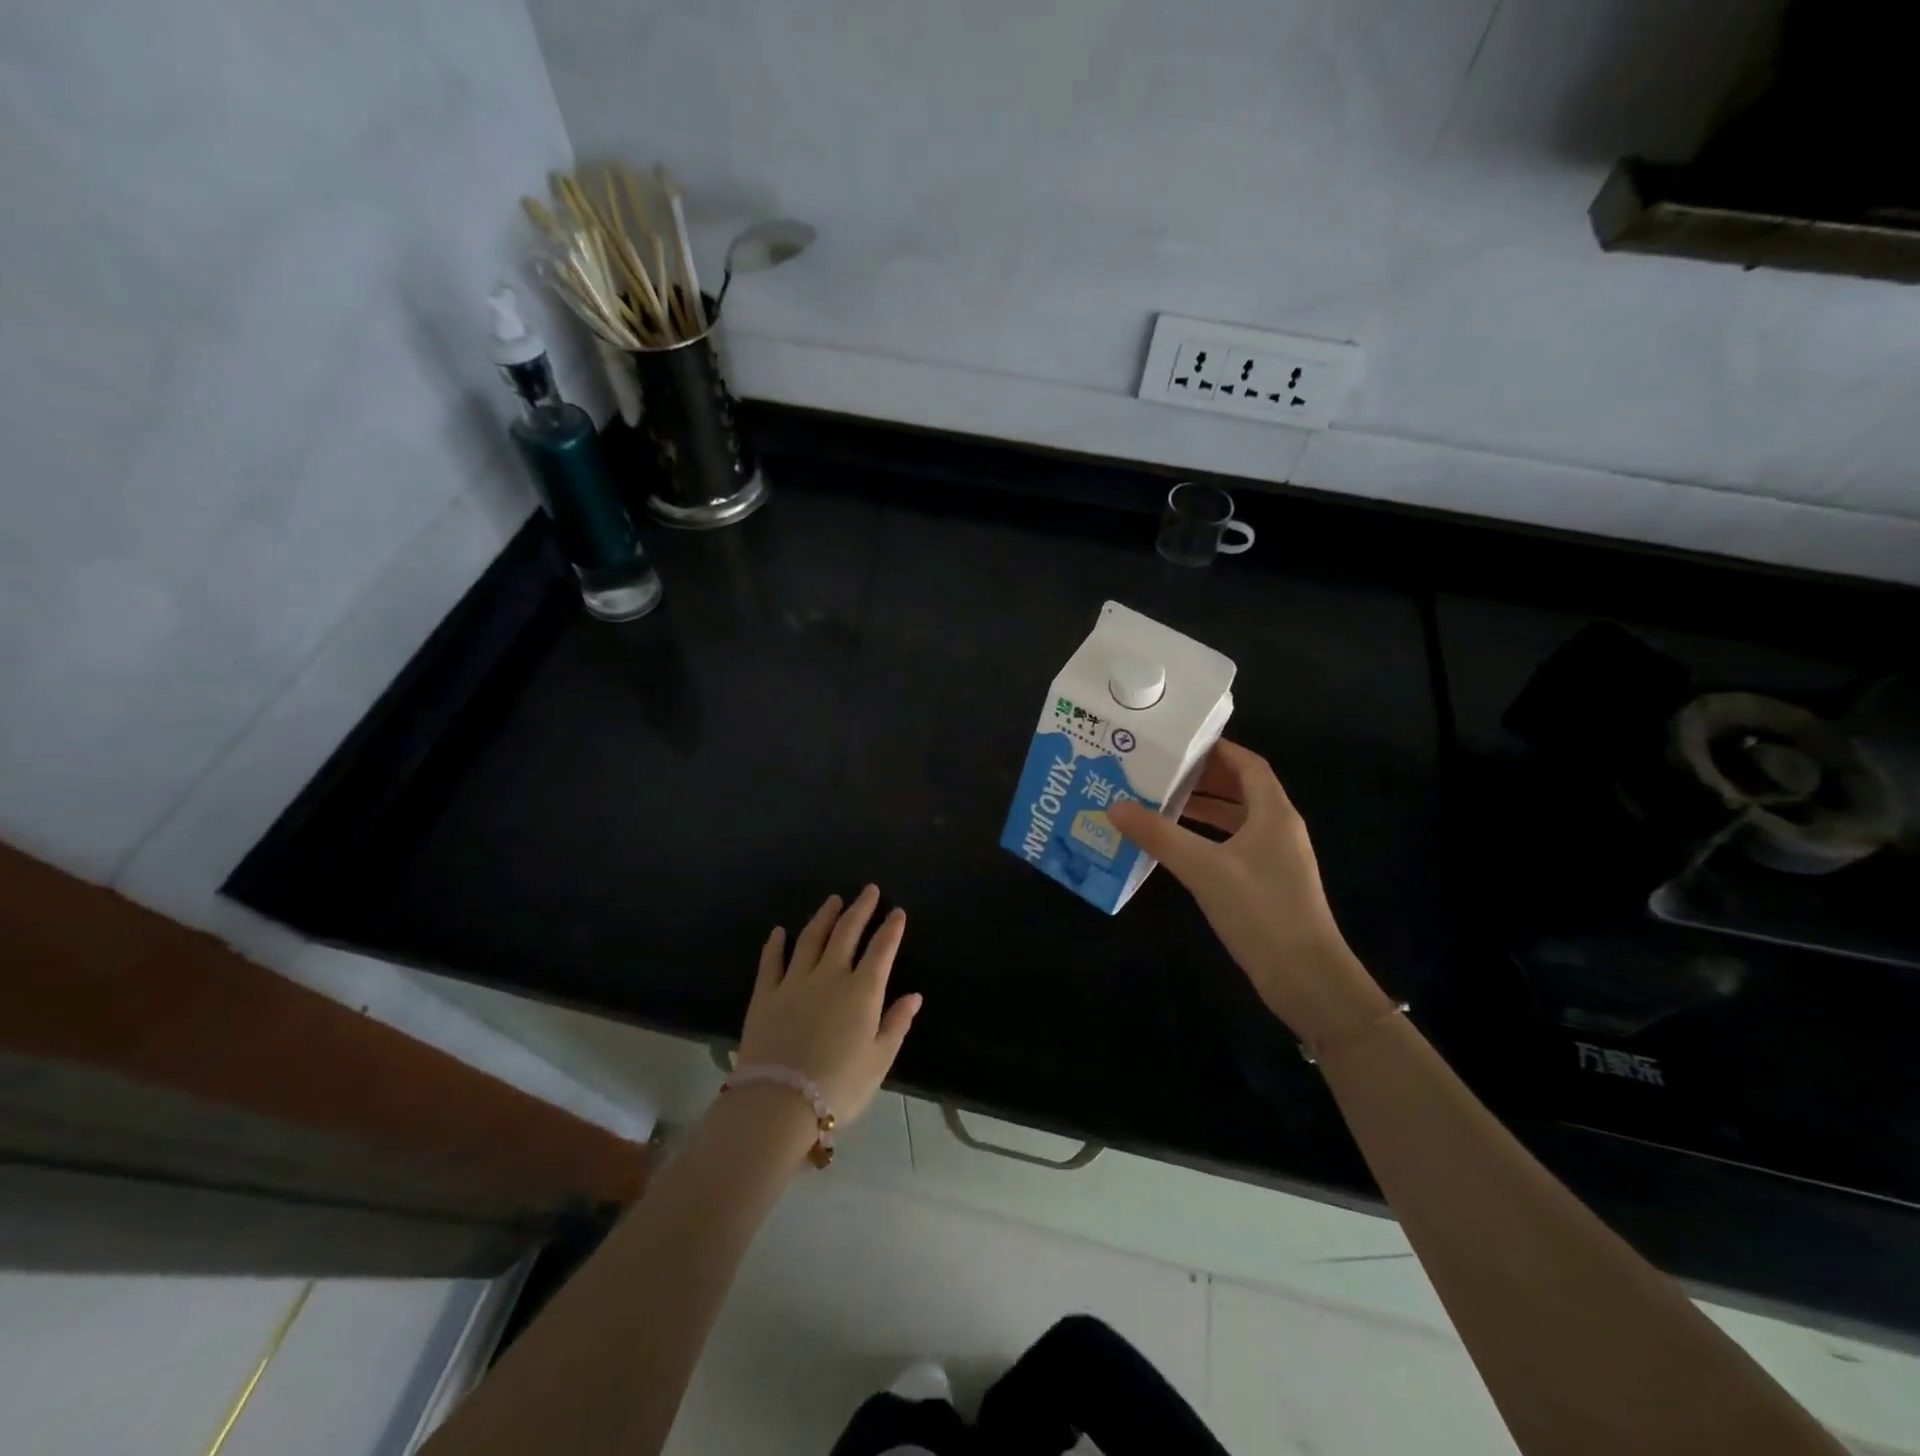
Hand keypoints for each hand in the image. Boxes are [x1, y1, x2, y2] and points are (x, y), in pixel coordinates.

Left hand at [737, 886, 921, 1124]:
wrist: (779, 1102)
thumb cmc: (839, 1085)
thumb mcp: (879, 1060)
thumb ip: (896, 1024)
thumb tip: (914, 996)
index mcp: (862, 991)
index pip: (881, 950)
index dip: (891, 929)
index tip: (897, 912)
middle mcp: (830, 976)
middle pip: (847, 933)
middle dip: (860, 909)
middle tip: (869, 889)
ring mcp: (795, 981)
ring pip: (811, 938)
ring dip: (824, 916)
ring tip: (834, 900)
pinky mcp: (766, 994)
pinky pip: (772, 961)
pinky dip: (776, 944)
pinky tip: (779, 931)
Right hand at [1108, 742, 1385, 1041]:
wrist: (1305, 977)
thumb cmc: (1260, 910)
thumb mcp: (1203, 868)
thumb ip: (1159, 836)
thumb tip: (1115, 807)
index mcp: (1274, 813)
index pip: (1248, 764)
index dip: (1216, 749)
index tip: (1178, 743)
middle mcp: (1278, 828)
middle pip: (1241, 789)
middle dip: (1202, 778)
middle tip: (1159, 771)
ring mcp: (1275, 858)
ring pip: (1236, 819)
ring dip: (1202, 809)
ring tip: (1159, 801)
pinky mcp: (1267, 884)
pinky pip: (1233, 846)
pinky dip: (1206, 838)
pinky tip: (1176, 846)